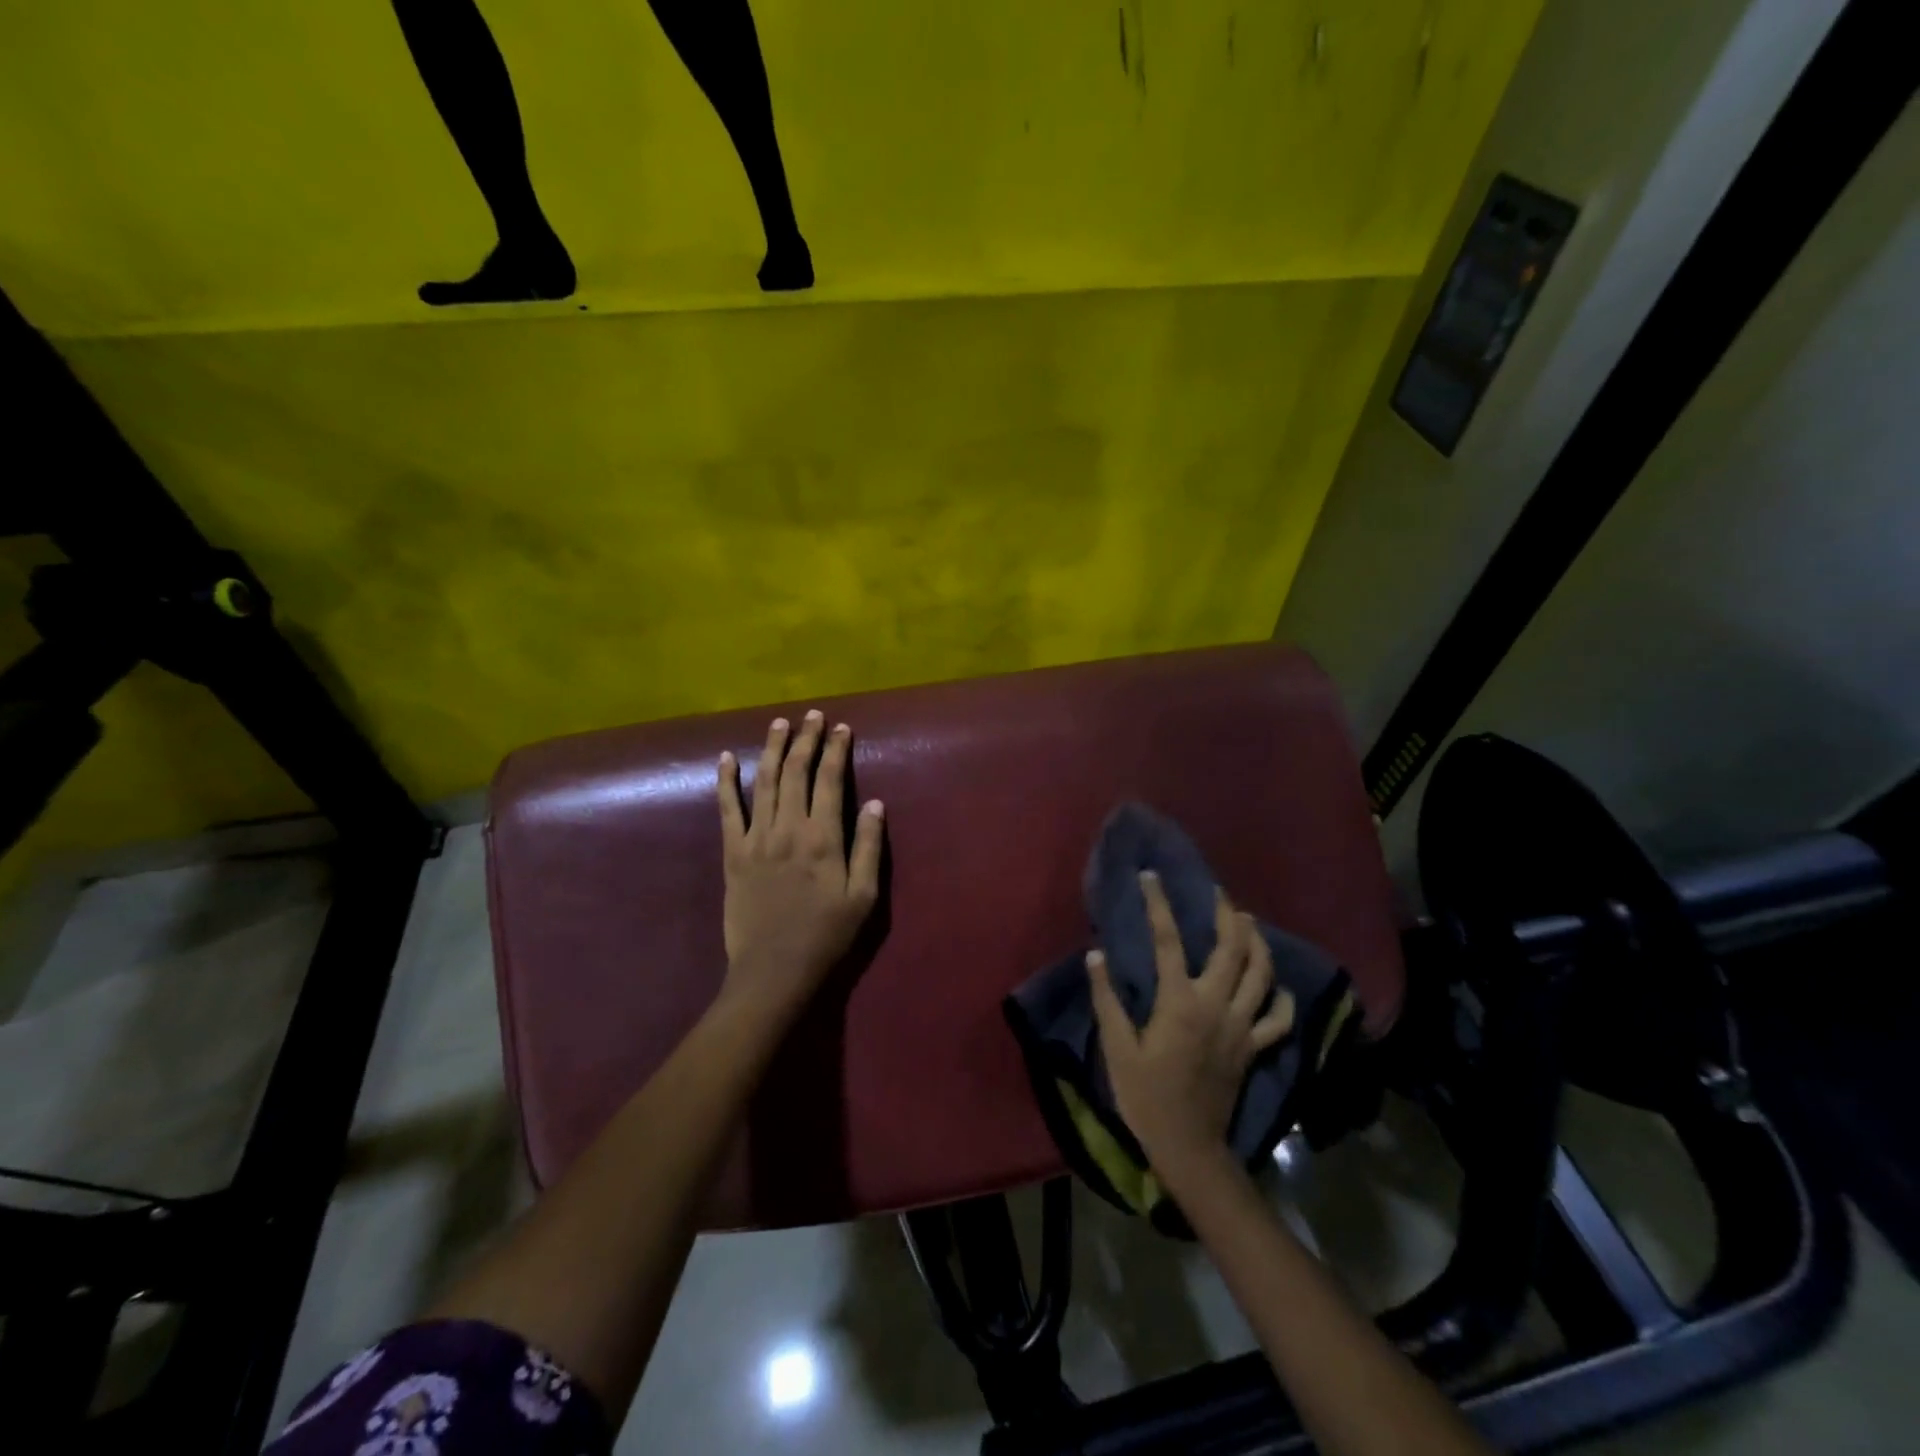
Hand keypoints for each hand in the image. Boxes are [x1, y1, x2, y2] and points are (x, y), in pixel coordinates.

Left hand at [716, 711, 884, 1016]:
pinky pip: (727, 810)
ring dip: (771, 749)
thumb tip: (874, 802)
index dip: (835, 750)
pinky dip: (725, 782)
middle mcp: (789, 829)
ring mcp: (756, 839)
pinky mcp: (732, 853)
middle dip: (805, 739)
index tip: (841, 727)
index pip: (830, 781)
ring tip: (779, 723)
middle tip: (812, 715)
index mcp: (824, 838)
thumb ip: (868, 846)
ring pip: (763, 782)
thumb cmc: (827, 936)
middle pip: (795, 772)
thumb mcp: (863, 897)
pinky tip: (725, 759)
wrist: (774, 970)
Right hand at [1088, 872, 1295, 1174]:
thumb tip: (1095, 955)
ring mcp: (1241, 1027)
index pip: (1169, 941)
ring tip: (1247, 922)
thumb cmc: (1146, 1096)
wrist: (1188, 1147)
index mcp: (1179, 1002)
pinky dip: (1280, 997)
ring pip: (1262, 975)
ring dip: (1257, 943)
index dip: (1159, 905)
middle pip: (1231, 949)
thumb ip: (1107, 999)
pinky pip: (1278, 1019)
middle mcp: (1216, 1006)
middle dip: (1225, 914)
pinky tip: (1274, 985)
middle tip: (1217, 893)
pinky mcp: (1254, 1048)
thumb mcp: (1118, 1048)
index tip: (1151, 877)